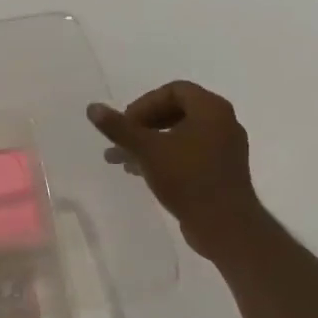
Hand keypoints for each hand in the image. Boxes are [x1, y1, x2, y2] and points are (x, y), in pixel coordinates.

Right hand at [87, 81, 265, 257]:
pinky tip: (140, 172)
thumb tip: (92, 107)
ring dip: (149, 142)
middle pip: (176, 111)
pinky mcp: (222, 170)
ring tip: (120, 159)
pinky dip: (165, 156)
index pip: (173, 90)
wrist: (225, 226)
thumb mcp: (147, 150)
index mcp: (211, 109)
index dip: (145, 103)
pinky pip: (189, 152)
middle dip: (143, 124)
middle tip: (122, 140)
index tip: (126, 124)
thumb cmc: (187, 178)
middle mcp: (223, 122)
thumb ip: (119, 127)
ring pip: (180, 134)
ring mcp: (224, 148)